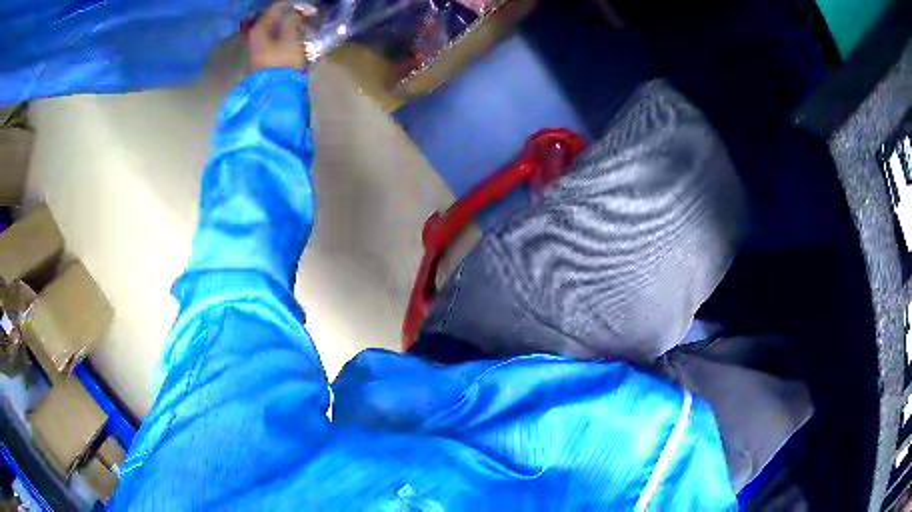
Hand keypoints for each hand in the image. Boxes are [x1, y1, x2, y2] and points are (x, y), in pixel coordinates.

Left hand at [248, 2, 312, 72]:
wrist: (274, 94)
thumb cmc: (283, 63)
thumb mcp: (291, 37)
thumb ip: (293, 20)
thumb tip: (297, 10)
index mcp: (259, 29)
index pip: (277, 7)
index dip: (296, 5)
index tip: (311, 10)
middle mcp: (256, 37)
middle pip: (277, 20)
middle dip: (295, 17)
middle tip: (311, 19)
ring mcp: (260, 50)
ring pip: (279, 31)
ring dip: (295, 29)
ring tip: (309, 30)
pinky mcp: (266, 60)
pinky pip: (280, 43)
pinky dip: (291, 40)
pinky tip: (302, 43)